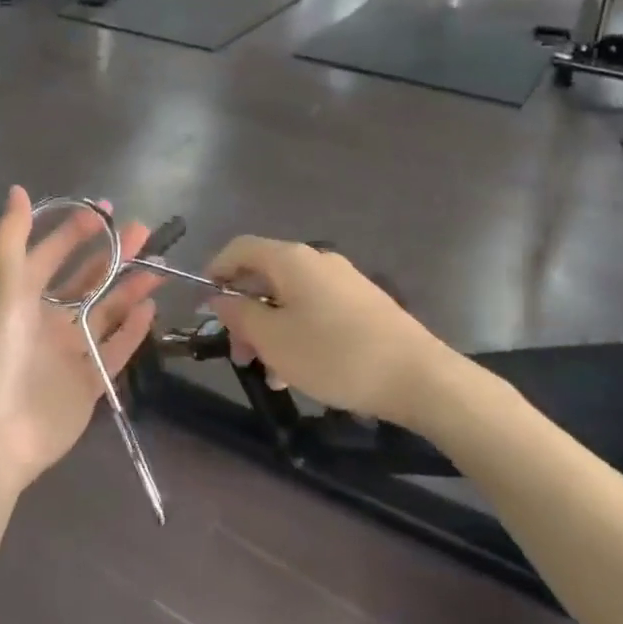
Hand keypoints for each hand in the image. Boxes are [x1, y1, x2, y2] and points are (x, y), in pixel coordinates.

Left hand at [0, 187, 163, 492]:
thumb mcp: (4, 287)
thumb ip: (12, 238)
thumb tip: (17, 189)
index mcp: (22, 296)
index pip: (52, 254)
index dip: (76, 231)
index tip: (107, 210)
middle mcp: (46, 320)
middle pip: (86, 280)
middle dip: (113, 254)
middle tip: (144, 231)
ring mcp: (68, 352)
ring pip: (105, 312)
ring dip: (129, 288)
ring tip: (158, 266)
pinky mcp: (87, 383)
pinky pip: (115, 350)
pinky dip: (133, 330)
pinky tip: (152, 309)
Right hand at [206, 237, 450, 426]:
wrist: (418, 376)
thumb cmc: (334, 354)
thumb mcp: (274, 339)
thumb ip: (240, 314)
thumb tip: (219, 297)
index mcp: (292, 259)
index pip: (240, 247)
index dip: (216, 270)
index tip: (204, 305)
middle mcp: (317, 261)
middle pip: (265, 276)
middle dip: (245, 313)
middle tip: (239, 355)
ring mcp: (344, 282)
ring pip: (290, 298)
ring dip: (271, 330)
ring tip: (271, 374)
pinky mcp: (363, 305)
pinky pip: (315, 310)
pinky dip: (298, 333)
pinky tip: (301, 372)